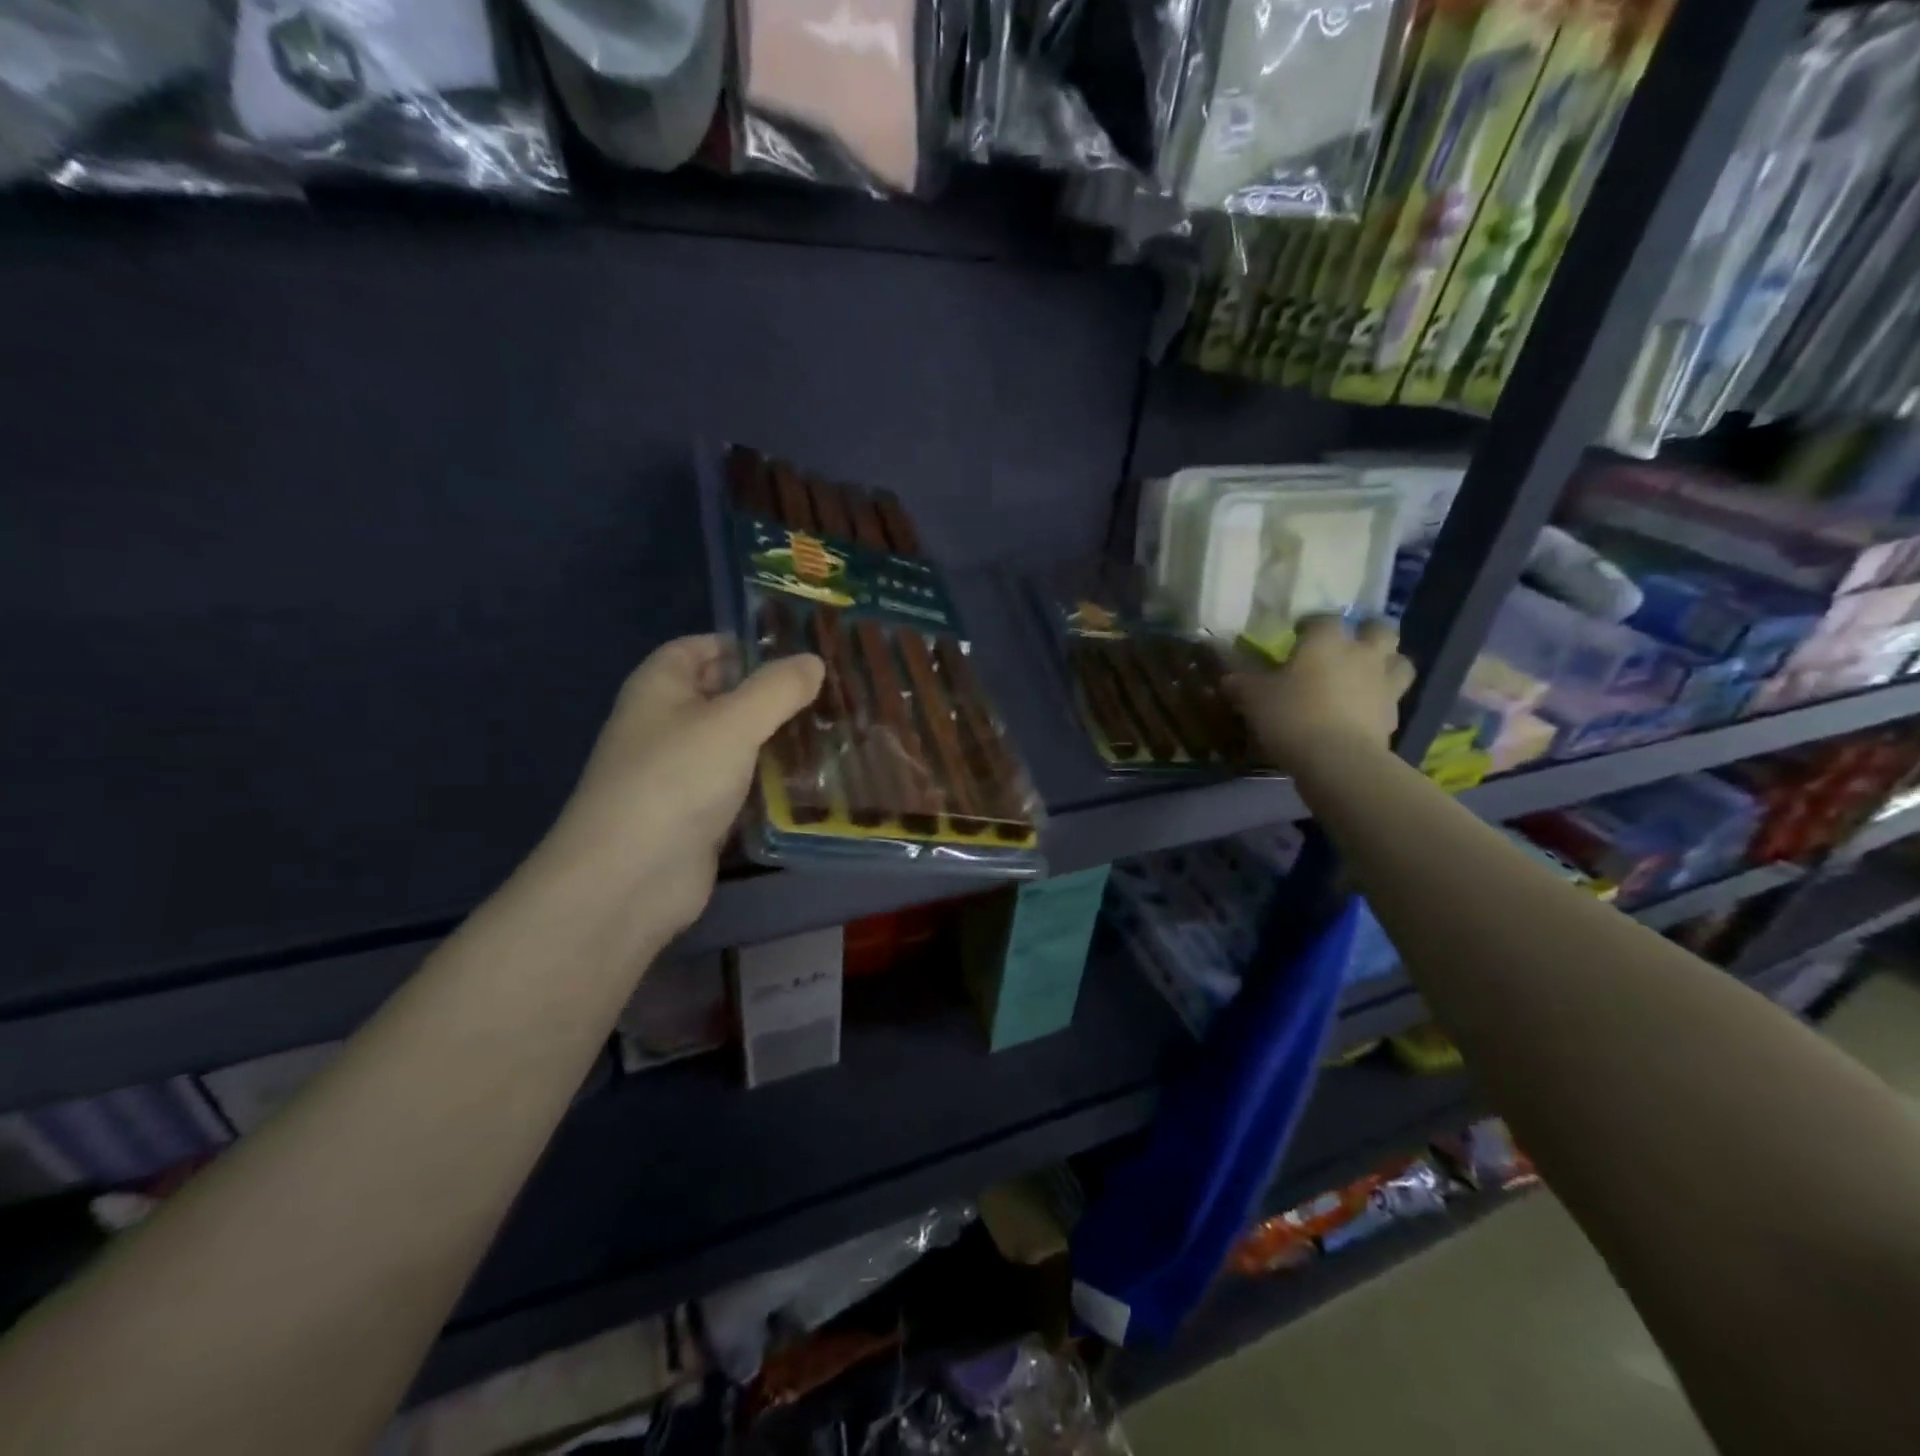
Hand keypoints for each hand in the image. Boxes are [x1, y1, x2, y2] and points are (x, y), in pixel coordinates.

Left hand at [534, 635, 823, 938]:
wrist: (631, 878)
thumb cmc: (676, 779)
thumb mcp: (733, 722)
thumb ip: (777, 689)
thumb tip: (813, 661)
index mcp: (660, 686)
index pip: (702, 647)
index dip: (745, 645)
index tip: (800, 653)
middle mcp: (667, 724)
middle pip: (725, 696)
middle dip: (773, 695)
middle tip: (832, 693)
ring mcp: (682, 772)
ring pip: (738, 744)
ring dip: (777, 741)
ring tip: (835, 732)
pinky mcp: (700, 814)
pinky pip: (741, 785)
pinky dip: (771, 781)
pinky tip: (814, 780)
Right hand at [1227, 617, 1414, 770]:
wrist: (1337, 760)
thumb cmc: (1292, 716)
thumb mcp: (1254, 699)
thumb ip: (1242, 685)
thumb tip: (1227, 679)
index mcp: (1327, 642)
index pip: (1324, 618)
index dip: (1312, 623)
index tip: (1299, 633)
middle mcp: (1362, 655)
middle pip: (1380, 629)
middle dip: (1368, 632)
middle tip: (1348, 645)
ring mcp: (1384, 685)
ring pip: (1400, 662)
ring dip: (1387, 663)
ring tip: (1368, 674)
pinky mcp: (1393, 716)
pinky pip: (1393, 699)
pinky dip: (1381, 702)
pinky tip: (1364, 712)